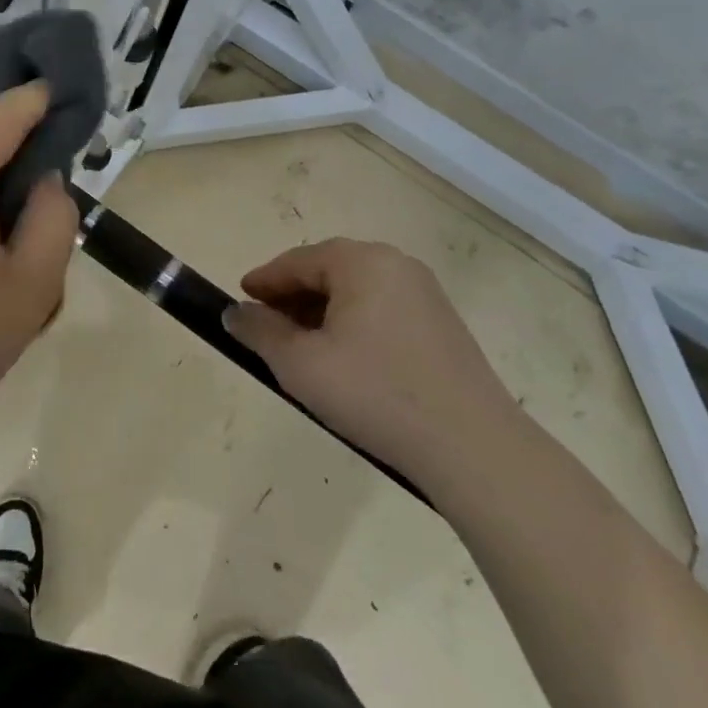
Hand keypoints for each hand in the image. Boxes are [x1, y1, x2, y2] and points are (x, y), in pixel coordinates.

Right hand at [223, 238, 522, 486]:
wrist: (472, 447)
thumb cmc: (374, 393)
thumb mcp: (300, 364)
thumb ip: (260, 331)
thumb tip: (235, 313)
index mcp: (362, 262)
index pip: (297, 260)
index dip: (264, 280)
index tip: (239, 299)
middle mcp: (397, 265)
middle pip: (329, 270)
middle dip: (292, 296)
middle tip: (266, 325)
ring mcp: (425, 295)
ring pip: (356, 291)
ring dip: (322, 312)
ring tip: (301, 348)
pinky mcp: (442, 326)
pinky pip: (382, 310)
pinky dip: (352, 324)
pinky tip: (343, 360)